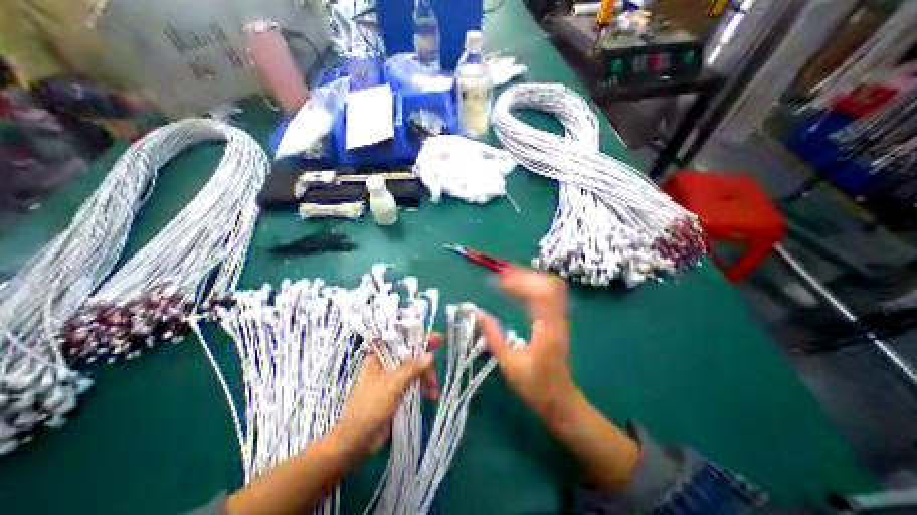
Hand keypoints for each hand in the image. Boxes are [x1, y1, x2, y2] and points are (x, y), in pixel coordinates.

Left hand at [334, 350, 436, 459]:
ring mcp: (392, 378)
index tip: (436, 340)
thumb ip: (412, 368)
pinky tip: (433, 395)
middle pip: (411, 356)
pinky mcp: (397, 392)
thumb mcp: (392, 385)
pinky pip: (414, 384)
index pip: (401, 340)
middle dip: (425, 365)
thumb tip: (431, 355)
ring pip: (414, 371)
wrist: (356, 442)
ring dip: (426, 378)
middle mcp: (386, 364)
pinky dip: (423, 388)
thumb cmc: (370, 407)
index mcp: (379, 356)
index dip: (419, 338)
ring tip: (434, 391)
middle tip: (434, 376)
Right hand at [477, 270, 575, 421]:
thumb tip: (477, 312)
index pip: (539, 295)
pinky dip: (534, 287)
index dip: (520, 282)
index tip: (499, 280)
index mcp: (547, 331)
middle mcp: (558, 320)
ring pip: (552, 288)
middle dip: (526, 276)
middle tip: (503, 276)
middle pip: (549, 285)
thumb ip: (492, 336)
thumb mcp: (508, 364)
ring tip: (509, 279)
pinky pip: (550, 295)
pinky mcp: (559, 321)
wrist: (561, 401)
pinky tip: (520, 290)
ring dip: (531, 279)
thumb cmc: (534, 386)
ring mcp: (561, 319)